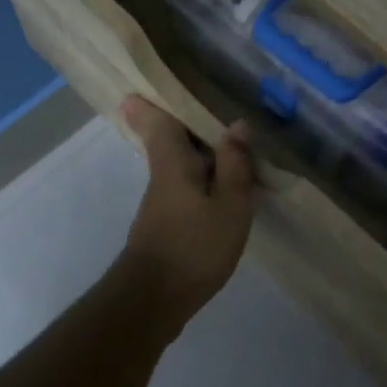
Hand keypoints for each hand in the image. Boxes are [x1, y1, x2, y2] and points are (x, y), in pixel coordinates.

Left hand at [117, 96, 255, 322]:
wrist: (153, 301)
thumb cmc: (193, 247)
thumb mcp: (229, 205)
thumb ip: (235, 165)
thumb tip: (237, 125)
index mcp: (173, 162)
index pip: (156, 121)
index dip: (152, 102)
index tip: (149, 85)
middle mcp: (162, 175)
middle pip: (167, 139)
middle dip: (181, 122)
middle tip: (209, 107)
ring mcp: (161, 201)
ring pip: (178, 163)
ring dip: (199, 152)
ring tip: (232, 144)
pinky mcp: (166, 224)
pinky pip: (185, 186)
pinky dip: (203, 178)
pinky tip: (226, 187)